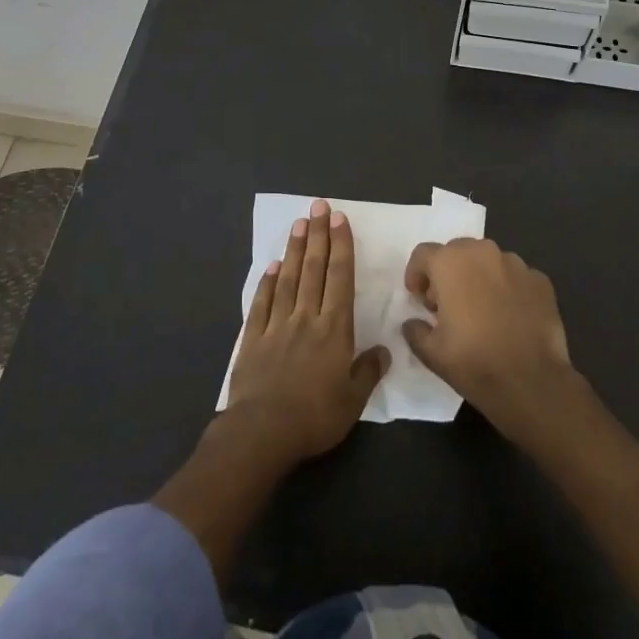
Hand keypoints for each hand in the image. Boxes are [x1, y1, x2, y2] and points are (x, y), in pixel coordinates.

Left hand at [226, 200, 390, 462]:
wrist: (262, 432)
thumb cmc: (315, 417)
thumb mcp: (353, 401)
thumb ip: (368, 371)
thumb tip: (384, 350)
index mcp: (334, 329)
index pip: (339, 278)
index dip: (341, 246)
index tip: (340, 219)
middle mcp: (306, 318)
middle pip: (313, 269)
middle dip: (318, 235)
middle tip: (319, 206)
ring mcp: (277, 325)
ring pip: (287, 279)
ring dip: (294, 249)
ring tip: (298, 223)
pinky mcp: (253, 338)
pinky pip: (262, 303)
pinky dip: (267, 282)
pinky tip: (270, 267)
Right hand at [401, 238, 575, 433]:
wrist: (532, 383)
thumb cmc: (474, 362)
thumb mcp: (430, 352)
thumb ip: (415, 329)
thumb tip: (413, 322)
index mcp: (451, 263)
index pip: (423, 254)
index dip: (416, 274)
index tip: (418, 298)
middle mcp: (484, 252)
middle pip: (457, 252)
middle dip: (447, 273)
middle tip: (446, 305)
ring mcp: (517, 264)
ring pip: (488, 262)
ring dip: (478, 278)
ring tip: (480, 311)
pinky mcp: (541, 281)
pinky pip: (515, 277)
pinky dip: (506, 289)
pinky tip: (508, 317)